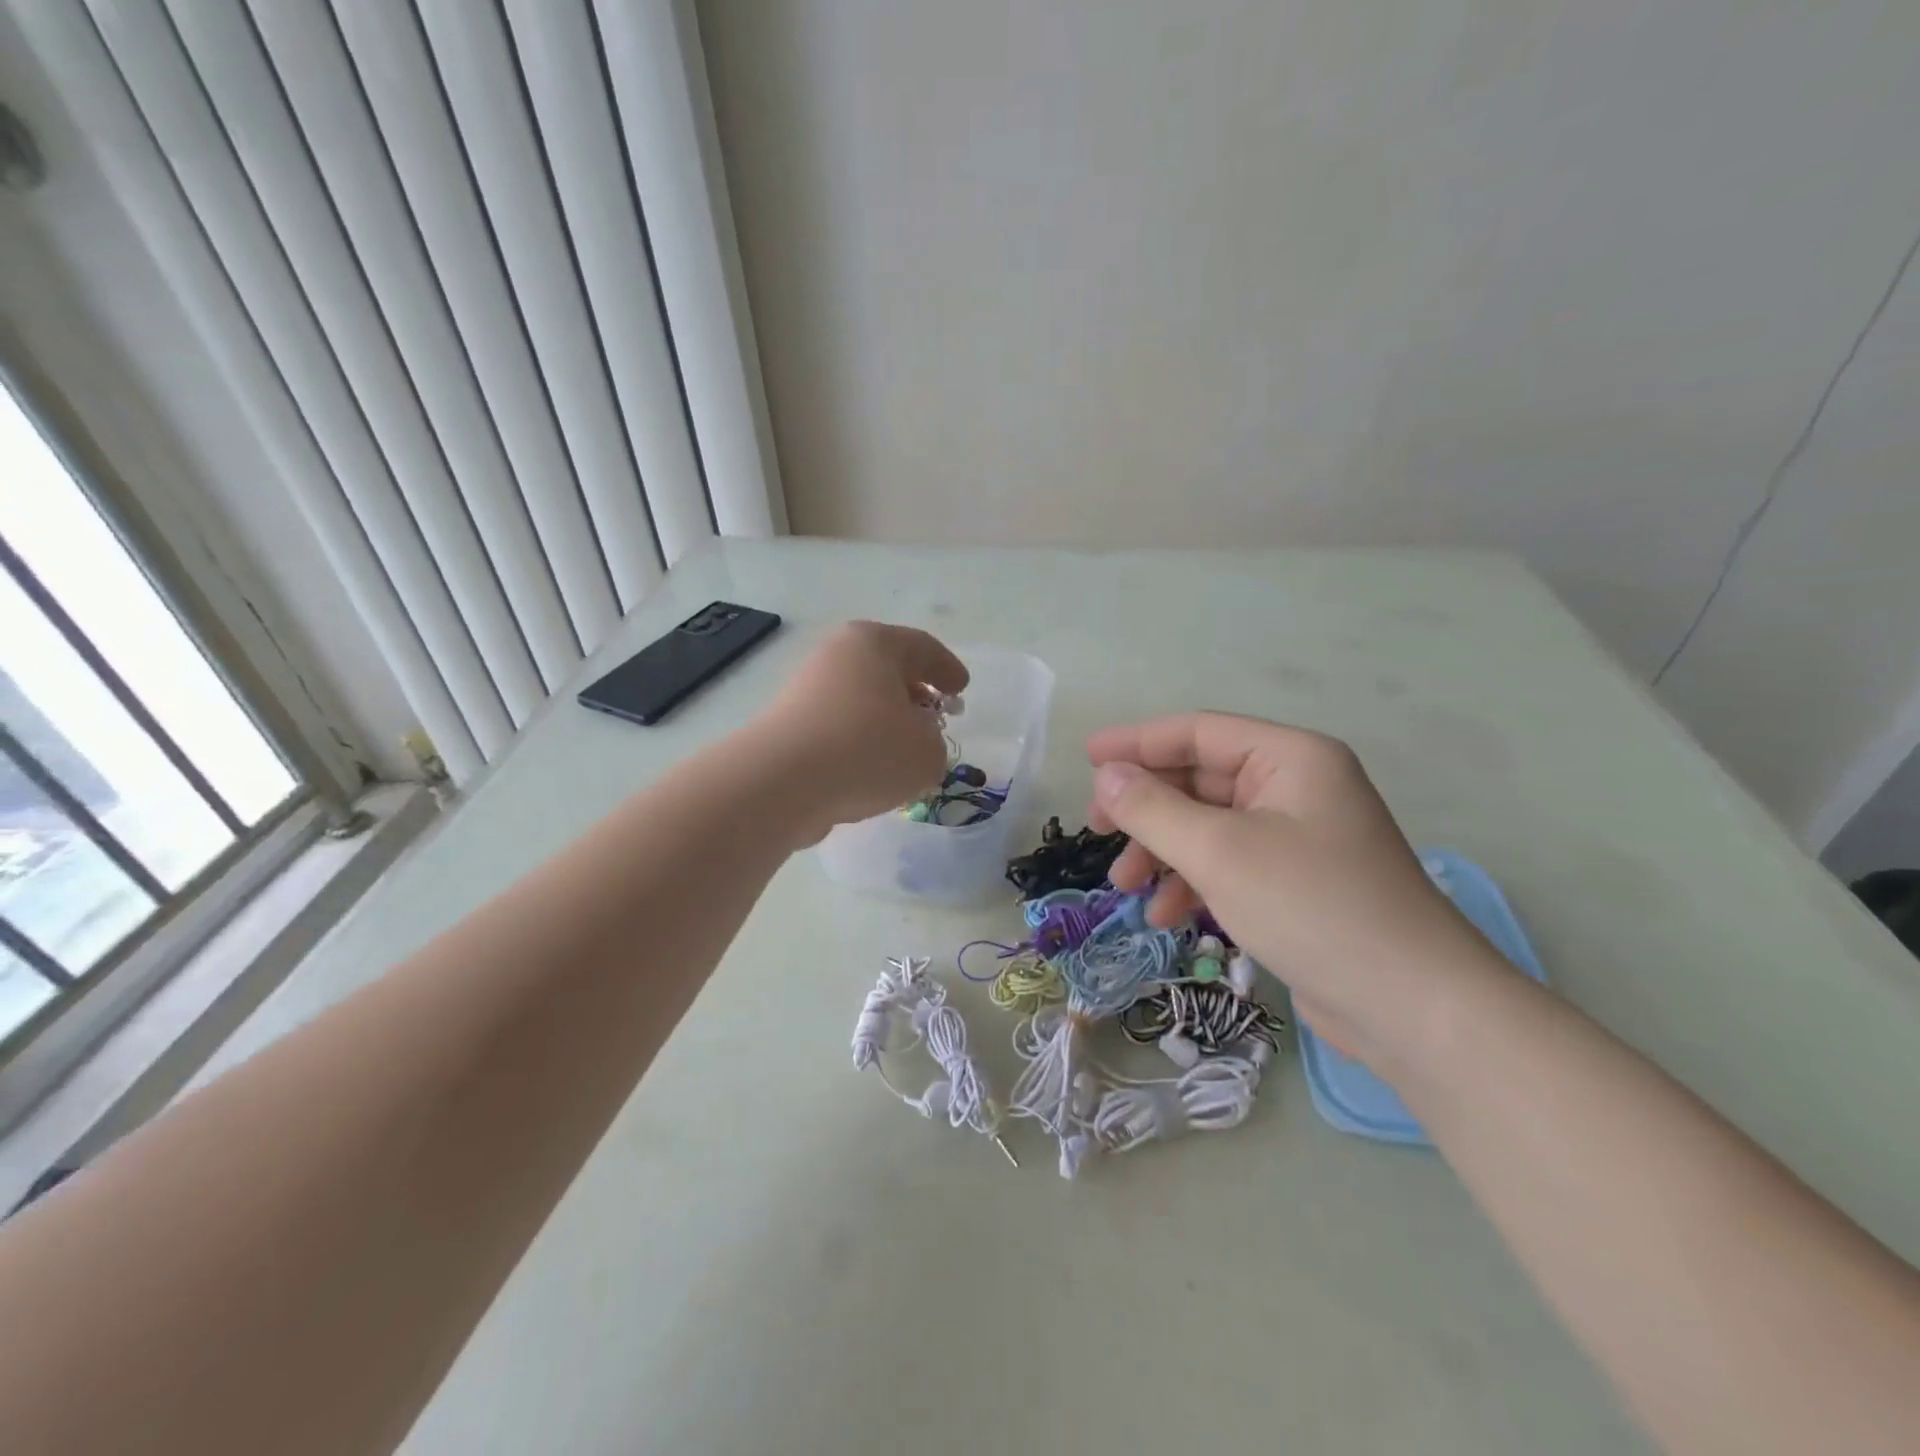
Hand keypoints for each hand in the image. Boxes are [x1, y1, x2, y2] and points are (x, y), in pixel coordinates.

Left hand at [754, 622, 967, 840]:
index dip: (948, 669)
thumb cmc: (866, 750)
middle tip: (936, 718)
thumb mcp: (927, 752)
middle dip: (915, 695)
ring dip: (886, 724)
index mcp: (874, 644)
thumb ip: (935, 744)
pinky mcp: (789, 727)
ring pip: (861, 701)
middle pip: (887, 671)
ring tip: (906, 754)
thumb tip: (916, 742)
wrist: (781, 782)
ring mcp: (807, 690)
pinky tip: (871, 772)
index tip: (962, 690)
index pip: (922, 647)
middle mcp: (837, 657)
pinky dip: (859, 744)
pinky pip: (839, 729)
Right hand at [1087, 713, 1514, 1068]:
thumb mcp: (1219, 852)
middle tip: (1098, 829)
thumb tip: (1107, 776)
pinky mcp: (1295, 883)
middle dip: (1146, 808)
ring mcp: (1298, 837)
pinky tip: (1166, 915)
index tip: (1087, 758)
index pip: (1198, 732)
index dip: (1137, 742)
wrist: (1412, 1007)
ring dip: (1163, 851)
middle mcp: (1296, 787)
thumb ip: (1153, 809)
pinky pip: (1228, 864)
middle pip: (1200, 780)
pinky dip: (1192, 882)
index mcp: (1290, 758)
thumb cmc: (1312, 907)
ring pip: (1208, 826)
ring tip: (1125, 886)